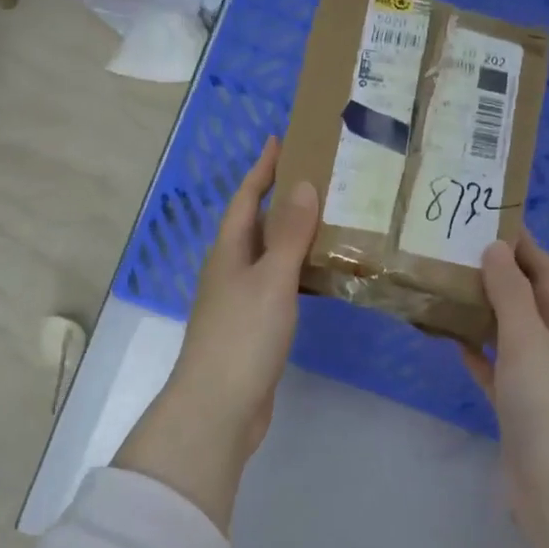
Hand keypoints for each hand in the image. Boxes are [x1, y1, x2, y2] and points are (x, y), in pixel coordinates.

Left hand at [139, 136, 316, 474]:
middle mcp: (230, 270)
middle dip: (280, 198)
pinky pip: (278, 285)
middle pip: (255, 224)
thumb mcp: (271, 279)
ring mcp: (239, 301)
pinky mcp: (254, 327)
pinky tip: (321, 276)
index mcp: (228, 252)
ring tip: (329, 219)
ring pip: (268, 256)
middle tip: (318, 176)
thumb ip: (290, 235)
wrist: (219, 407)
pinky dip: (298, 271)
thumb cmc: (243, 336)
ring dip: (293, 235)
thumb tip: (304, 184)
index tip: (280, 140)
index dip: (262, 169)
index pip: (246, 198)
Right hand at [462, 237, 548, 489]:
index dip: (525, 248)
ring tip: (452, 289)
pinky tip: (455, 343)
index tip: (493, 222)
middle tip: (461, 253)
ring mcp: (543, 381)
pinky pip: (498, 370)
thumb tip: (496, 248)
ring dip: (486, 314)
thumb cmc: (547, 401)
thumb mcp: (527, 337)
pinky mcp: (522, 408)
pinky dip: (480, 354)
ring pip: (512, 335)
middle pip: (530, 302)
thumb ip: (510, 292)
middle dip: (501, 277)